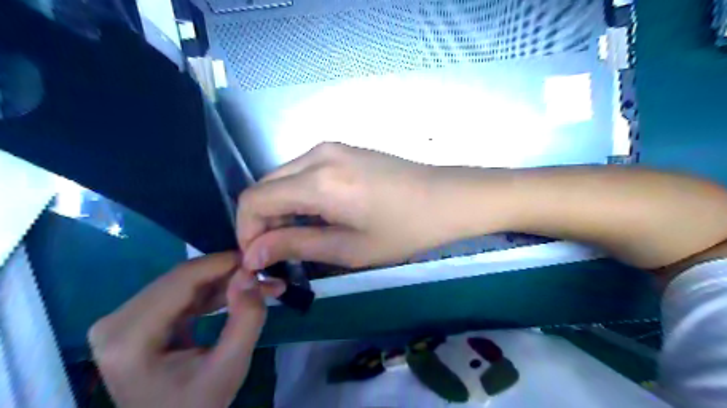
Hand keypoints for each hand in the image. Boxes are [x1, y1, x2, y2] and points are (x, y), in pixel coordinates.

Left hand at [86, 252, 283, 406]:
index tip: (258, 259)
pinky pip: (180, 295)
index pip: (181, 280)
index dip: (222, 263)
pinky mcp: (135, 321)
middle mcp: (116, 321)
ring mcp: (122, 320)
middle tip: (264, 275)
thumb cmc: (196, 406)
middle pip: (181, 279)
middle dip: (227, 274)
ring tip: (260, 286)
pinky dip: (212, 294)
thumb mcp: (230, 366)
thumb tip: (250, 274)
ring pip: (184, 283)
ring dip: (223, 283)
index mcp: (129, 337)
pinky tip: (237, 296)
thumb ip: (245, 318)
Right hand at [237, 141, 497, 269]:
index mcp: (318, 181)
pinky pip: (303, 172)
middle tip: (279, 254)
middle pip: (265, 186)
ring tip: (299, 239)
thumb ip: (295, 245)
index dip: (246, 231)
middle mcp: (317, 155)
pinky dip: (298, 196)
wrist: (446, 197)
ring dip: (280, 209)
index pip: (254, 200)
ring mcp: (330, 148)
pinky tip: (317, 217)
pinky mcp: (342, 150)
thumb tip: (252, 254)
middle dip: (262, 222)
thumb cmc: (403, 229)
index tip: (258, 259)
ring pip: (283, 178)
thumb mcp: (348, 248)